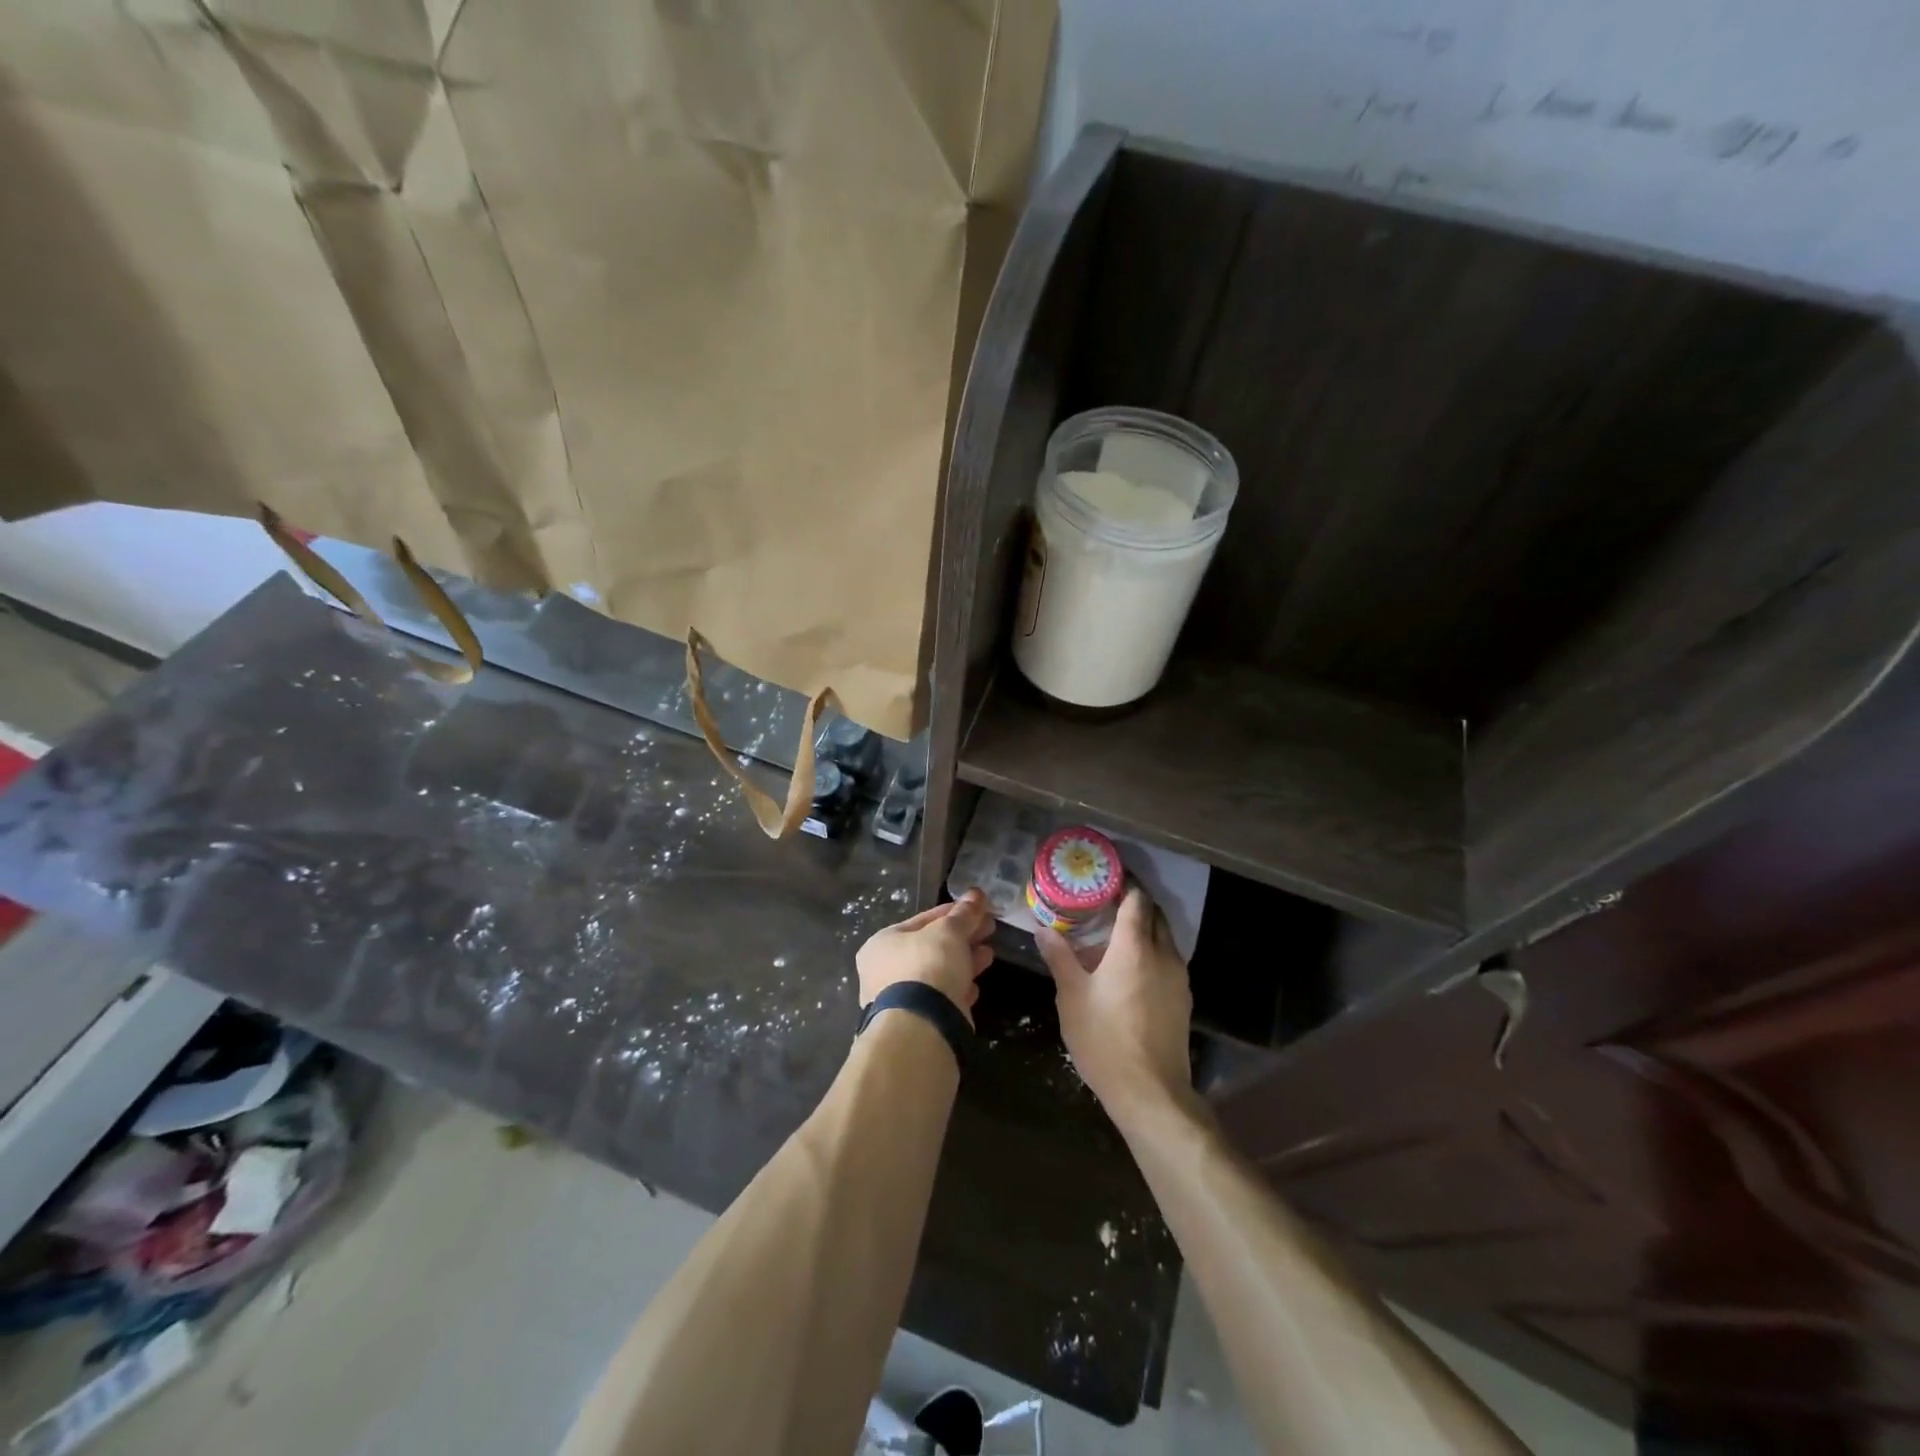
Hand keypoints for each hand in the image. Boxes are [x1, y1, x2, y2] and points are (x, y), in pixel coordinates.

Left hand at [856, 889, 995, 1024]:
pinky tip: (975, 986)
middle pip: (931, 946)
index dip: (953, 912)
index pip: (923, 919)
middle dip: (962, 937)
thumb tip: (977, 894)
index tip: (979, 908)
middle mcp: (884, 970)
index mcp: (882, 943)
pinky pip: (941, 998)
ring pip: (938, 973)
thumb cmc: (927, 966)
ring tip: (989, 953)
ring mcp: (899, 999)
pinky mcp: (917, 1022)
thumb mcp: (949, 932)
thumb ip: (964, 914)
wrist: (921, 1026)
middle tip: (989, 928)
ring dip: (964, 961)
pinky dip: (958, 989)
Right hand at [1036, 887, 1192, 1116]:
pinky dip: (1151, 953)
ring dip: (1144, 930)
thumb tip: (1043, 929)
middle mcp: (1163, 954)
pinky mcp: (1183, 1000)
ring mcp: (1178, 978)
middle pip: (1155, 915)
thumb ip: (1059, 957)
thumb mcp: (1072, 996)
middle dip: (1135, 903)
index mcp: (1135, 946)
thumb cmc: (1105, 1039)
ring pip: (1164, 939)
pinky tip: (1129, 970)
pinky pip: (1168, 961)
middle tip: (1106, 902)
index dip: (1124, 884)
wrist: (1151, 1092)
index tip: (1106, 877)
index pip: (1136, 900)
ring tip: (1114, 935)